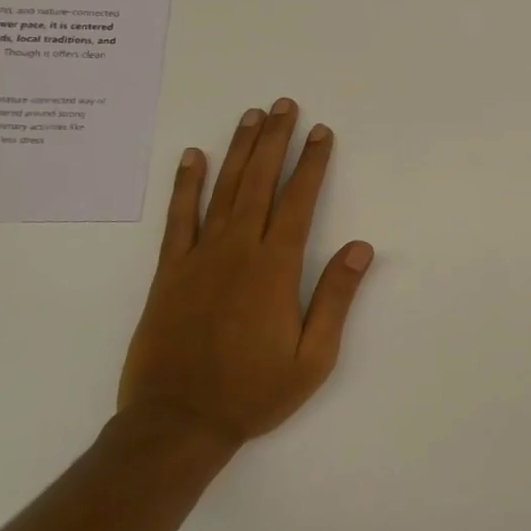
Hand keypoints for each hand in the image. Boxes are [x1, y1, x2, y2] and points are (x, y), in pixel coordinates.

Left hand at [118, 98, 373, 455]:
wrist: (177, 425)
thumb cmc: (253, 392)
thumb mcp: (313, 357)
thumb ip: (336, 298)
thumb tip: (361, 247)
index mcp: (275, 268)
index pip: (299, 201)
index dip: (312, 163)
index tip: (321, 133)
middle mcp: (237, 251)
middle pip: (260, 182)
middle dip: (275, 140)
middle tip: (284, 105)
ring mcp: (199, 258)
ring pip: (223, 190)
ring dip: (238, 150)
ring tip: (250, 116)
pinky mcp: (169, 272)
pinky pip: (178, 219)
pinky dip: (185, 185)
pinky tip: (192, 157)